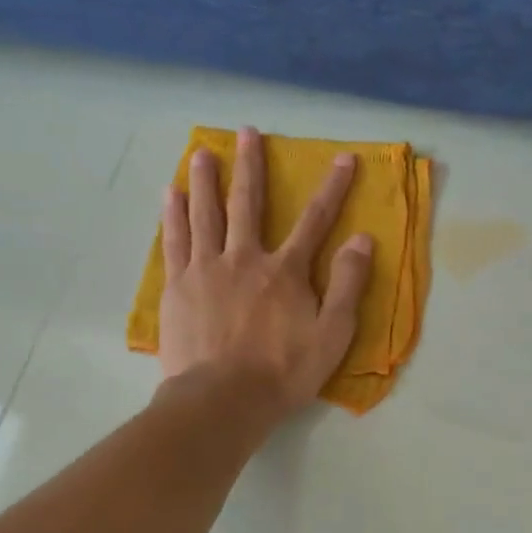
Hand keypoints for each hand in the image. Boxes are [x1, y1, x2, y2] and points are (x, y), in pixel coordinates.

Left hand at [157, 126, 373, 418]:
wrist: (222, 400)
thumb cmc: (283, 371)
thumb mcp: (333, 335)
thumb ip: (348, 285)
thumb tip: (361, 239)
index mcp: (285, 271)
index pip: (315, 220)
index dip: (333, 187)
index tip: (344, 158)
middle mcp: (244, 258)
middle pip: (248, 203)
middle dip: (251, 165)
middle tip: (246, 132)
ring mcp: (206, 270)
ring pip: (205, 214)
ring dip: (205, 180)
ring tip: (202, 152)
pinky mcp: (177, 287)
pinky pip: (175, 242)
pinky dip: (173, 215)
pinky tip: (170, 194)